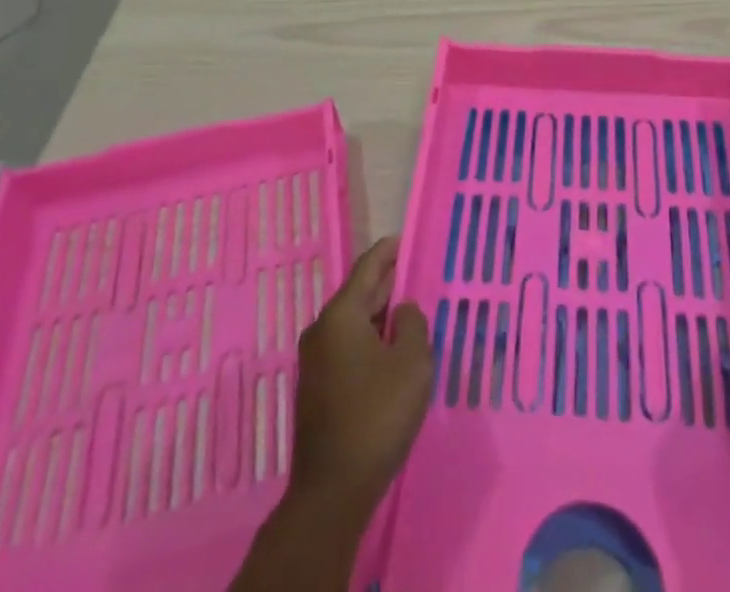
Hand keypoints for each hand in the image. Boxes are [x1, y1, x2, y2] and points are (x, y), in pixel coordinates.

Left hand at [290, 236, 432, 517]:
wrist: (332, 490)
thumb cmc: (377, 416)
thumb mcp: (412, 363)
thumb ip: (413, 324)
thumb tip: (403, 311)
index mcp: (341, 315)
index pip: (368, 267)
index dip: (388, 251)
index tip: (405, 239)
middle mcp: (322, 330)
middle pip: (358, 294)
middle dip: (387, 283)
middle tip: (414, 274)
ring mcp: (315, 361)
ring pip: (353, 323)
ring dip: (380, 315)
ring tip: (408, 310)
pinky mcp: (317, 388)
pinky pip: (347, 346)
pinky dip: (370, 338)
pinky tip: (391, 350)